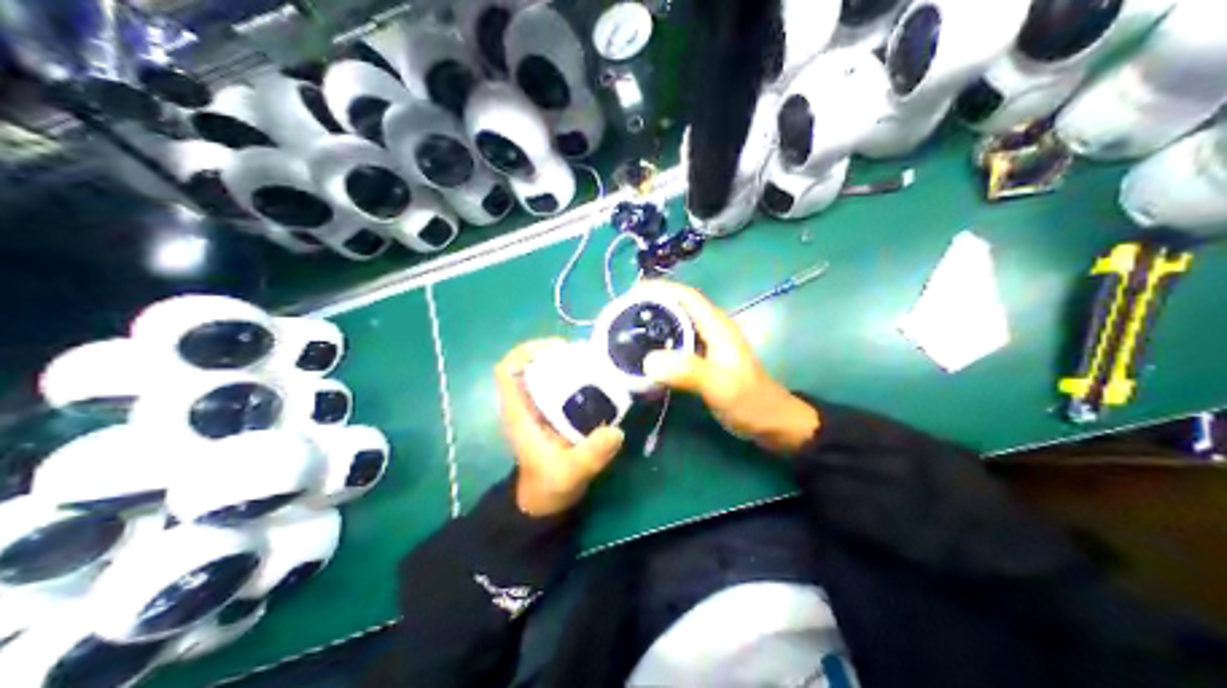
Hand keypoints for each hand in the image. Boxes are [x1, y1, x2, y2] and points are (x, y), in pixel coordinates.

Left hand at [492, 340, 622, 515]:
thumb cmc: (550, 486)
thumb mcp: (572, 472)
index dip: (526, 351)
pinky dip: (573, 377)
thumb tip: (615, 431)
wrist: (546, 503)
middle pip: (528, 365)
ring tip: (593, 362)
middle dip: (552, 353)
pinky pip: (558, 386)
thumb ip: (591, 453)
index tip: (557, 350)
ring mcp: (538, 408)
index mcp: (518, 413)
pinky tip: (597, 381)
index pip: (506, 370)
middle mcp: (525, 405)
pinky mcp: (552, 414)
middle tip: (584, 354)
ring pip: (544, 373)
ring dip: (564, 363)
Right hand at [637, 282, 818, 454]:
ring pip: (674, 326)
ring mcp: (708, 346)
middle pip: (676, 307)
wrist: (773, 425)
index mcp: (716, 325)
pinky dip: (658, 346)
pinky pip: (676, 345)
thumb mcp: (720, 386)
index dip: (657, 289)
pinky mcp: (704, 362)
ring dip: (651, 326)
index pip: (684, 295)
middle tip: (616, 318)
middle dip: (647, 306)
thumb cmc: (751, 401)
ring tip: (621, 334)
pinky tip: (642, 358)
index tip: (626, 296)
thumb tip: (648, 361)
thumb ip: (688, 371)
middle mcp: (711, 329)